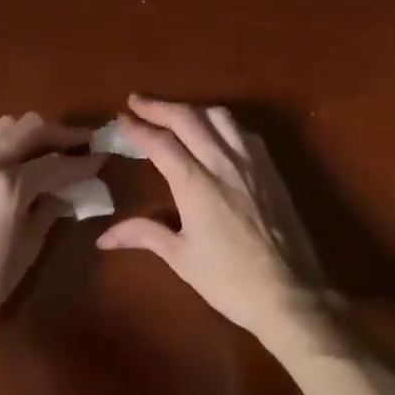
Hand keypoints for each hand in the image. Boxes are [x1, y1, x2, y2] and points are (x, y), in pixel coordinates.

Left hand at [0, 113, 100, 328]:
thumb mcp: (29, 246)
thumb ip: (50, 209)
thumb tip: (67, 192)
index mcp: (9, 184)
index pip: (56, 162)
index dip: (83, 162)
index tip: (102, 159)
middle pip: (29, 127)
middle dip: (59, 133)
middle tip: (79, 145)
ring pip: (3, 128)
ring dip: (31, 134)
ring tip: (48, 151)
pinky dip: (7, 147)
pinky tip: (16, 168)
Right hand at [96, 96, 327, 344]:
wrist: (291, 293)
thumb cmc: (229, 280)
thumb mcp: (181, 258)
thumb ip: (144, 234)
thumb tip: (103, 237)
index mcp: (196, 183)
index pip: (161, 142)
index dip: (138, 127)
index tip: (121, 116)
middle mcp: (223, 162)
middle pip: (188, 118)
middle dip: (159, 106)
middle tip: (137, 101)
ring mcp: (251, 162)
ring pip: (219, 117)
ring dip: (192, 108)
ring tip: (174, 112)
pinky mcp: (271, 169)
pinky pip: (243, 131)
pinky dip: (221, 122)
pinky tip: (215, 131)